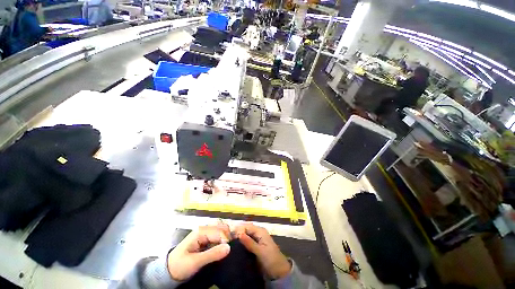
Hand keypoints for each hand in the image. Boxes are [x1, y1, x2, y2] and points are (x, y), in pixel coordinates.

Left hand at [167, 224, 230, 280]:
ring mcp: (205, 233)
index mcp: (201, 231)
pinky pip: (218, 236)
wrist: (169, 271)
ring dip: (226, 239)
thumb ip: (212, 254)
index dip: (226, 240)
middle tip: (228, 251)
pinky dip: (222, 242)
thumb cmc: (180, 265)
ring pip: (221, 231)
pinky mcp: (206, 238)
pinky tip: (222, 249)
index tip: (228, 251)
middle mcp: (204, 229)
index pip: (220, 231)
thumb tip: (228, 248)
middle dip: (228, 237)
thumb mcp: (195, 262)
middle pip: (222, 228)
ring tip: (226, 250)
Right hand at [235, 223, 290, 279]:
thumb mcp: (260, 251)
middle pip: (245, 229)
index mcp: (260, 231)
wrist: (279, 271)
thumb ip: (250, 243)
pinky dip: (241, 243)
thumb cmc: (271, 259)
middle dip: (237, 233)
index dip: (239, 230)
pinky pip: (246, 241)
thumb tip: (238, 233)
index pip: (247, 226)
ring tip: (230, 244)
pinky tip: (235, 248)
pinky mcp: (254, 246)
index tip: (231, 238)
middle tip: (229, 241)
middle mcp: (257, 232)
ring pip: (245, 235)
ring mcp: (256, 239)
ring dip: (238, 238)